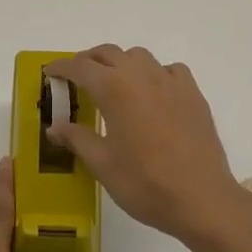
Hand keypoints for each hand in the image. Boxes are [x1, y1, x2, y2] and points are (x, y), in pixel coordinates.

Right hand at [44, 46, 251, 250]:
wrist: (201, 198)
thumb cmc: (145, 184)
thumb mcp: (102, 164)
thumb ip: (77, 138)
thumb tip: (55, 127)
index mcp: (114, 89)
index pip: (80, 66)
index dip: (62, 67)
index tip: (50, 73)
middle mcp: (142, 75)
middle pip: (109, 53)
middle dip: (88, 61)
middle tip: (76, 79)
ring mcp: (171, 82)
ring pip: (139, 56)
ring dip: (120, 63)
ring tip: (112, 85)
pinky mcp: (193, 94)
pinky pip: (168, 70)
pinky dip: (153, 74)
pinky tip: (152, 94)